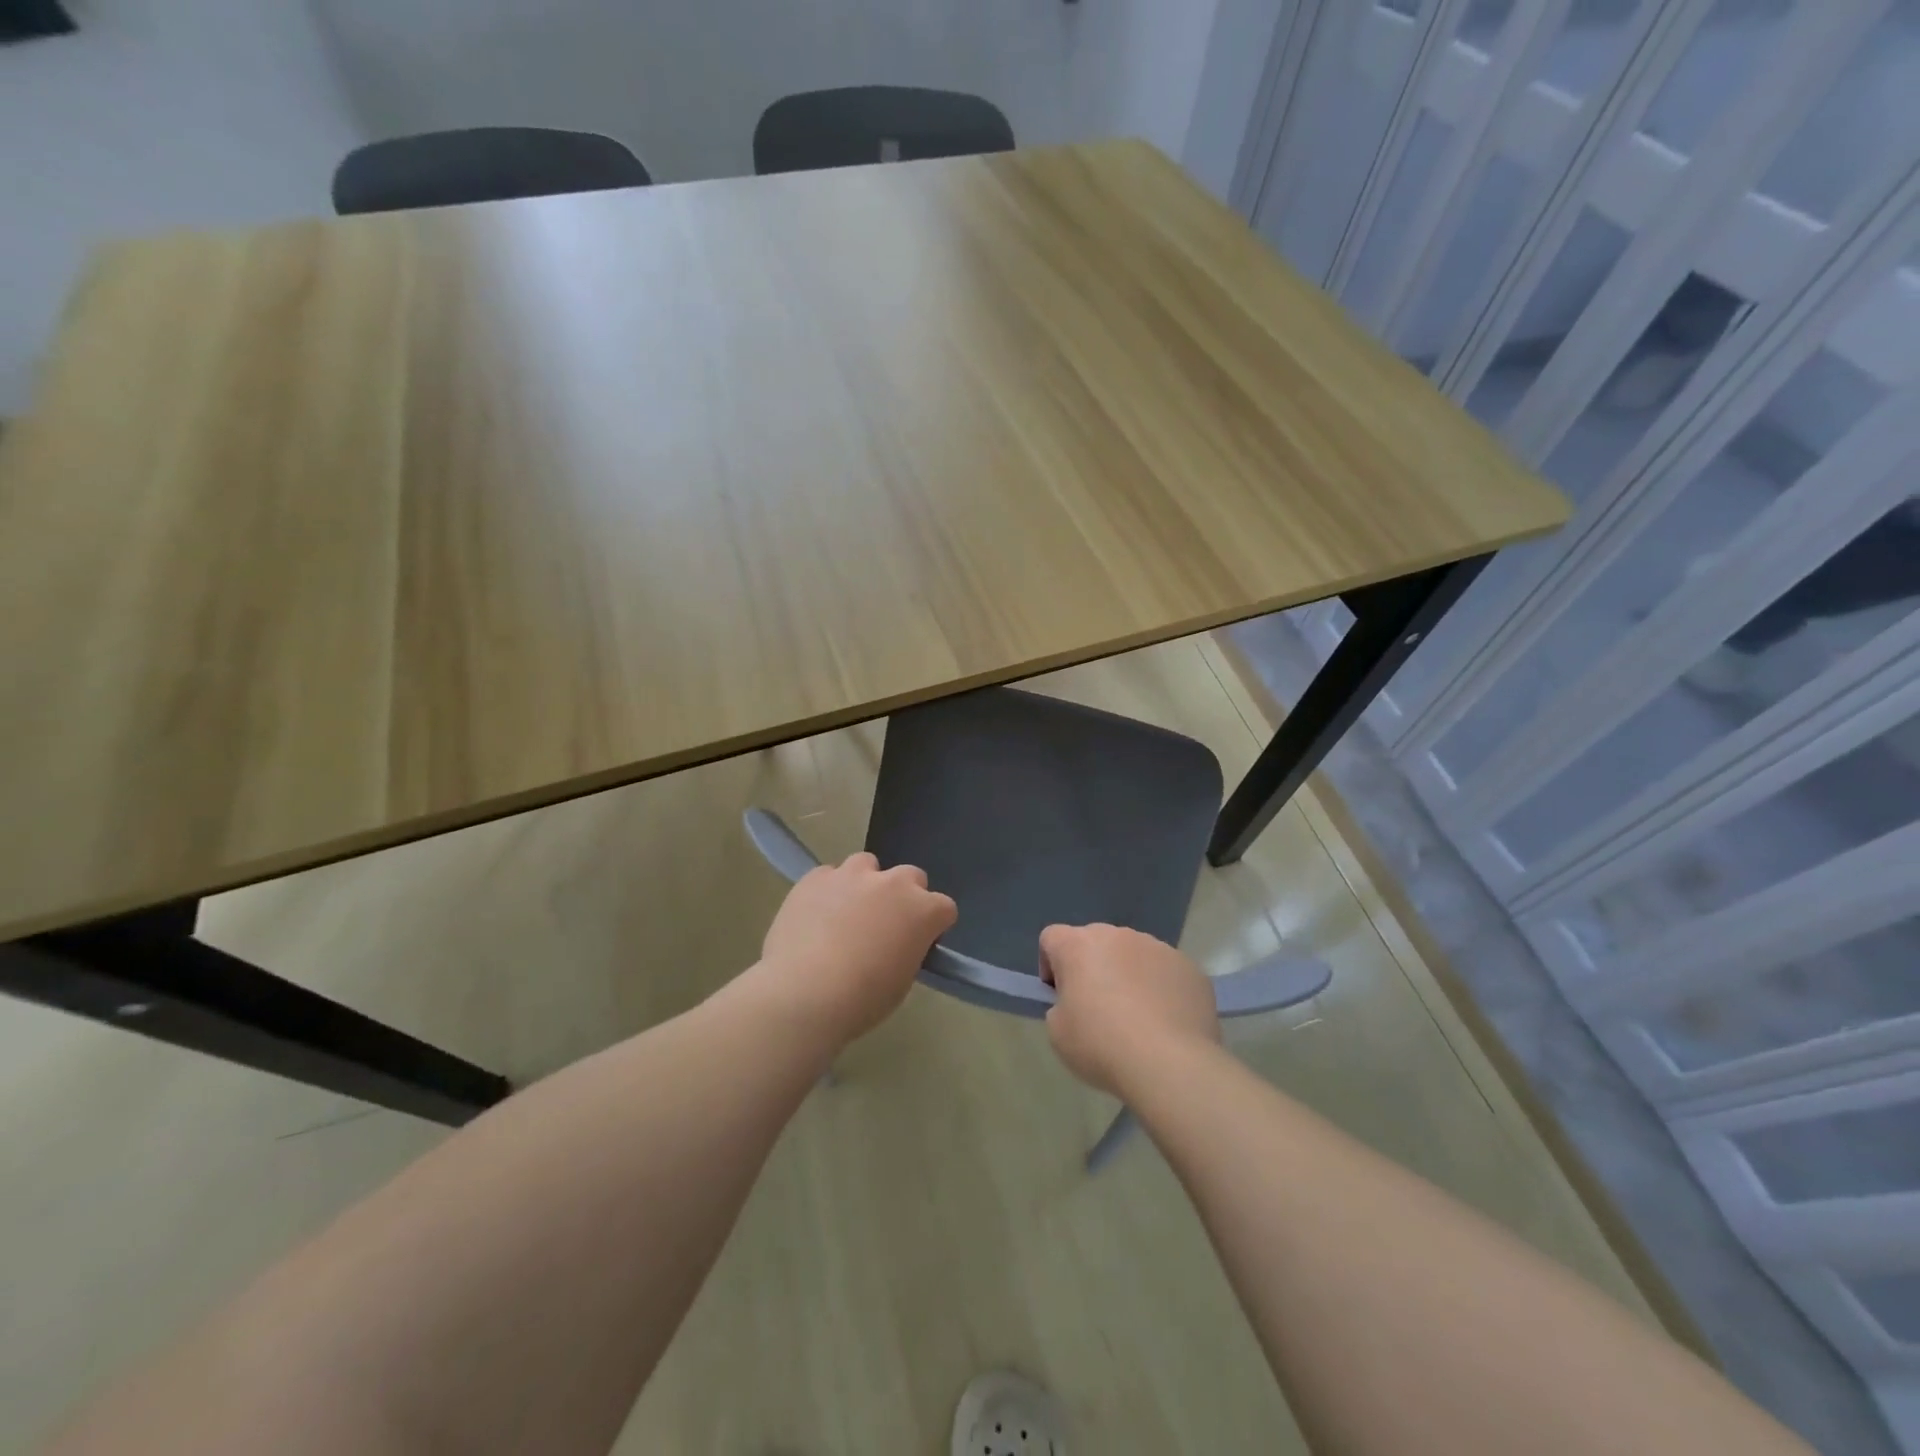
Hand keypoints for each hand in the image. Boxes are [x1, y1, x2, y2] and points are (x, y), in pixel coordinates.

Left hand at [752, 853, 956, 1044]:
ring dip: (864, 884)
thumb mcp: (902, 981)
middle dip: (903, 896)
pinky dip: (828, 891)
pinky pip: (828, 875)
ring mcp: (851, 874)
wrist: (803, 994)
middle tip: (884, 925)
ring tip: (846, 914)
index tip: (918, 943)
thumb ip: (907, 949)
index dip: (933, 925)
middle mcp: (892, 883)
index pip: (944, 907)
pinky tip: (815, 916)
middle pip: (910, 877)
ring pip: (866, 865)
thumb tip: (897, 942)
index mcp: (922, 911)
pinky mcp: (815, 877)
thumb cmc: (862, 999)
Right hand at [1039, 924, 1218, 1096]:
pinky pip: (1165, 971)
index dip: (1050, 966)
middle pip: (1095, 942)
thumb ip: (1061, 1005)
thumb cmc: (1102, 1045)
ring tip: (1137, 1018)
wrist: (1170, 1063)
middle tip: (1097, 1008)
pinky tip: (1166, 1022)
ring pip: (1133, 955)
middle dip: (1092, 967)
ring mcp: (1157, 947)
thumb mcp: (1058, 1032)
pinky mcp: (1188, 966)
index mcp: (1079, 945)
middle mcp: (1118, 935)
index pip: (1052, 937)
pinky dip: (1160, 988)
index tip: (1060, 996)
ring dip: (1128, 975)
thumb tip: (1080, 1001)